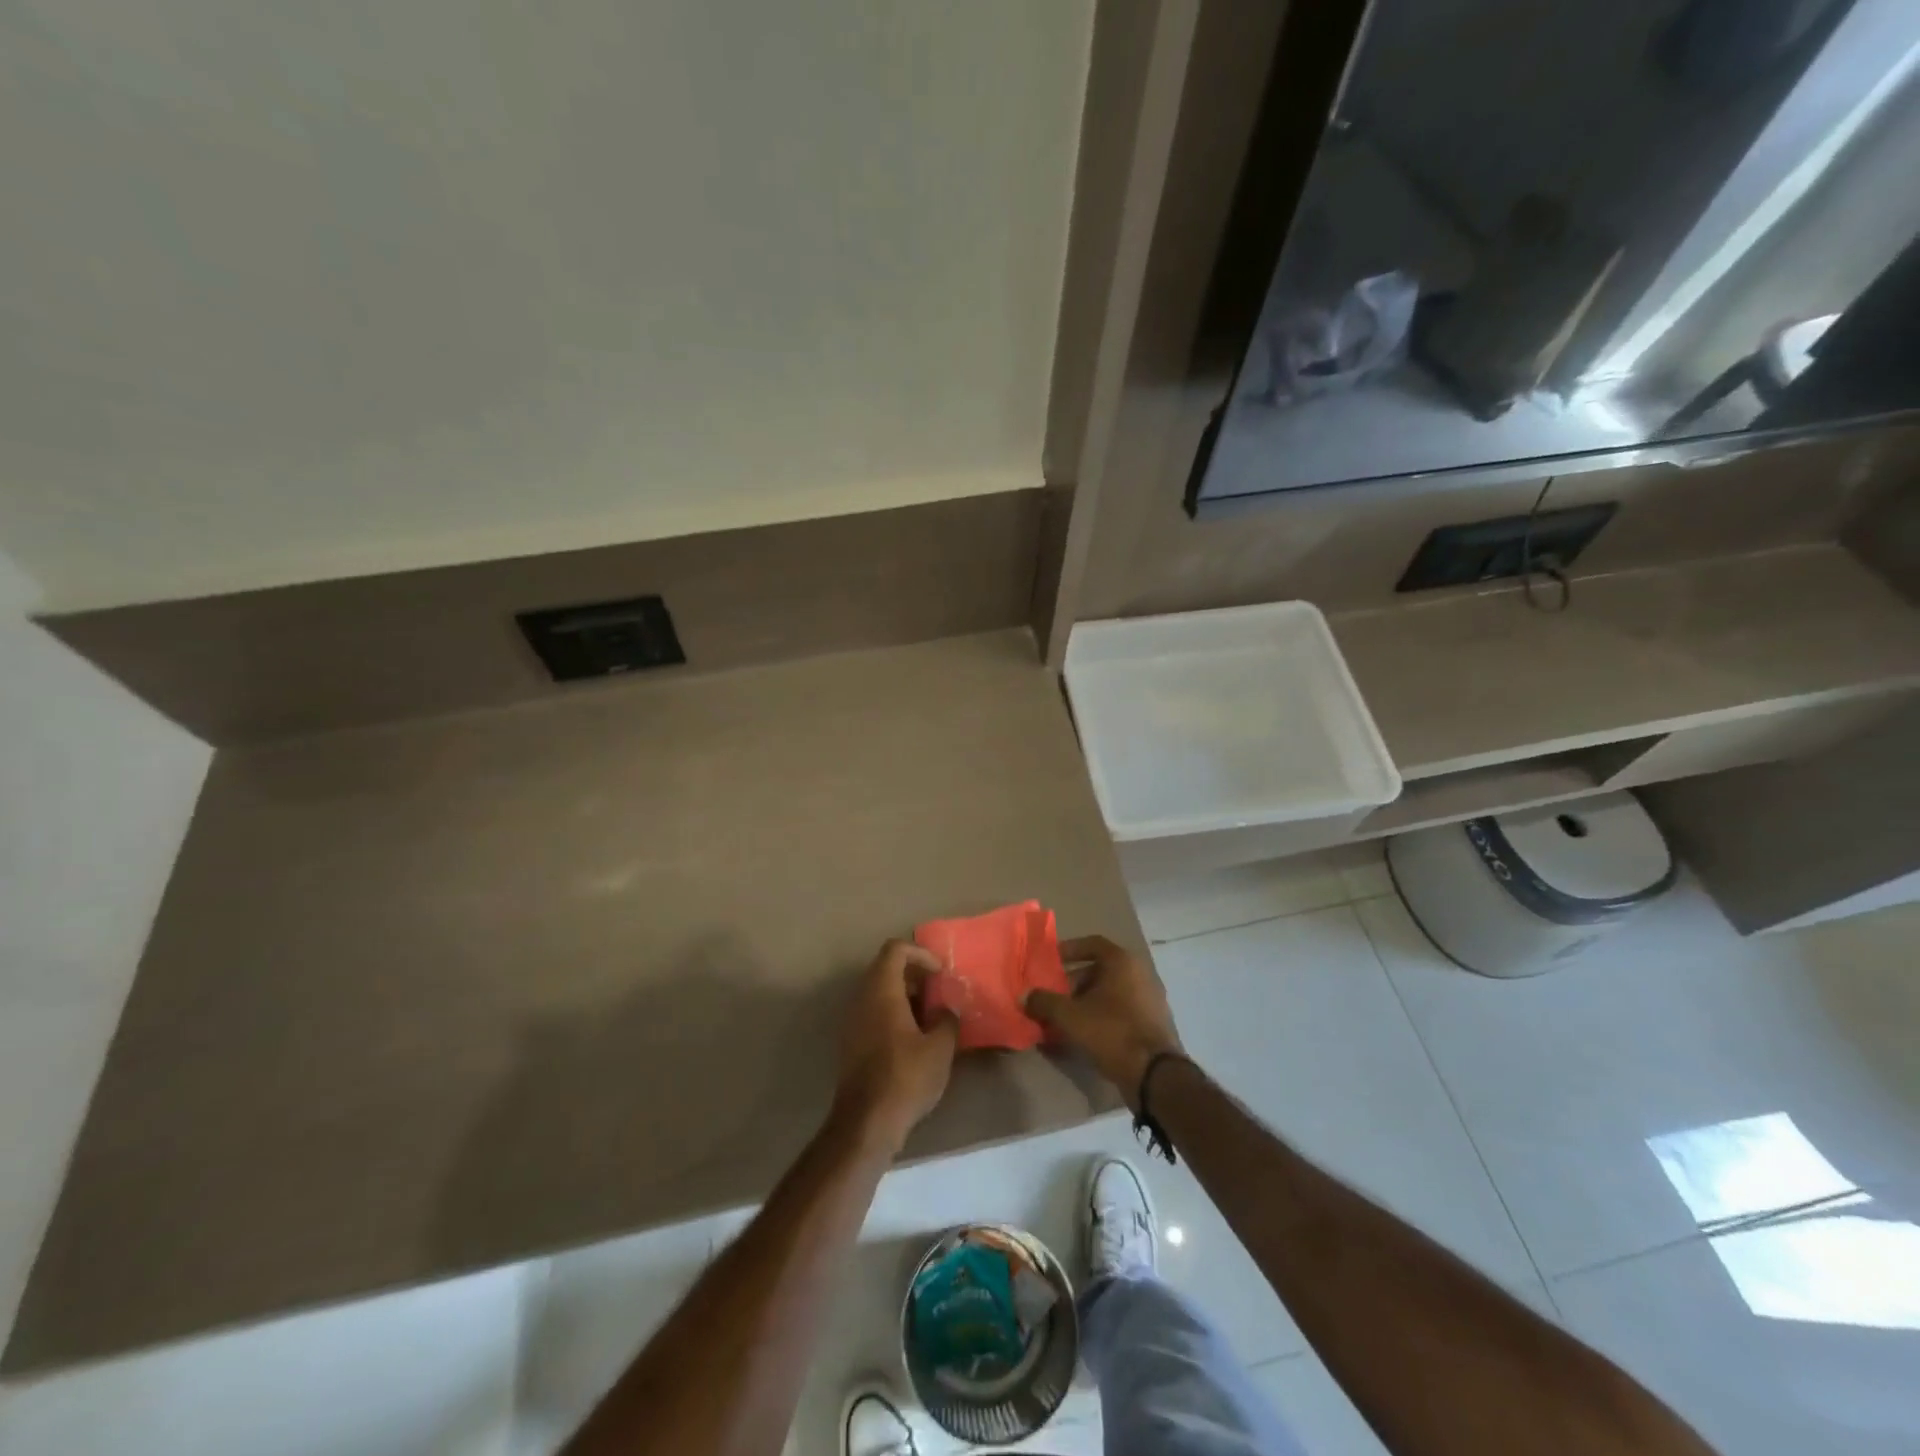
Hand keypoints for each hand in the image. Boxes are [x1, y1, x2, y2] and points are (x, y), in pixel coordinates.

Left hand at [833, 939, 957, 1152]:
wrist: (866, 1123)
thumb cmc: (905, 1078)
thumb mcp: (940, 1048)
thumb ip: (947, 1019)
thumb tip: (946, 1009)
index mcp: (881, 991)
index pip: (895, 949)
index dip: (920, 953)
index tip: (940, 973)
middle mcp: (862, 999)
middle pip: (886, 968)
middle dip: (915, 974)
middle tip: (939, 993)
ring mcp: (853, 1021)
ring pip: (879, 991)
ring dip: (906, 995)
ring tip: (931, 1017)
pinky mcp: (852, 1042)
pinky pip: (874, 1012)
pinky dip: (894, 1013)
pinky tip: (915, 1038)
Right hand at [1025, 935, 1182, 1106]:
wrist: (1154, 1074)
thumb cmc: (1111, 1032)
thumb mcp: (1070, 1016)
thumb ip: (1045, 1002)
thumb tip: (1025, 996)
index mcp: (1122, 962)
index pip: (1092, 943)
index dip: (1069, 950)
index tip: (1051, 961)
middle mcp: (1140, 973)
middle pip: (1100, 970)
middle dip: (1073, 983)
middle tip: (1053, 997)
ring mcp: (1150, 999)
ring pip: (1110, 992)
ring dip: (1086, 1002)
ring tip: (1064, 1019)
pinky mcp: (1153, 1023)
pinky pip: (1121, 1010)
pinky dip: (1102, 1016)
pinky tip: (1085, 1036)